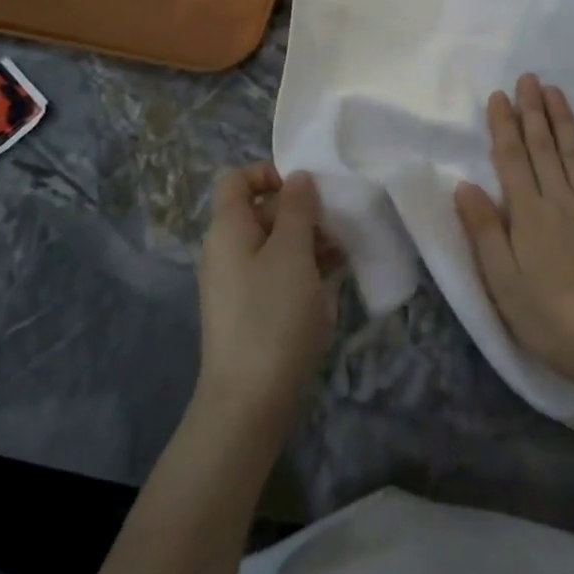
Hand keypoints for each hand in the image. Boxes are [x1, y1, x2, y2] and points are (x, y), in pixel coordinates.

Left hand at [195, 164, 337, 426]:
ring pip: (277, 244)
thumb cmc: (272, 315)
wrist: (250, 400)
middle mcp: (228, 250)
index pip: (237, 180)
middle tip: (339, 223)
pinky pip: (280, 273)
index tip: (307, 187)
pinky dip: (305, 268)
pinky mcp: (255, 309)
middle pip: (262, 211)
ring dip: (310, 241)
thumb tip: (298, 177)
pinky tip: (335, 277)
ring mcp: (241, 282)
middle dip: (302, 211)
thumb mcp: (291, 253)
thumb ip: (297, 209)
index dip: (269, 173)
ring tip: (345, 252)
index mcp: (228, 229)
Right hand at [455, 74, 573, 383]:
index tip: (499, 96)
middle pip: (543, 148)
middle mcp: (559, 200)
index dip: (504, 126)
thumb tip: (465, 184)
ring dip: (564, 121)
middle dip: (533, 111)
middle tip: (529, 79)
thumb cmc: (545, 316)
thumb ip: (483, 230)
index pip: (511, 159)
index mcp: (527, 214)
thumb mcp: (500, 280)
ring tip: (555, 92)